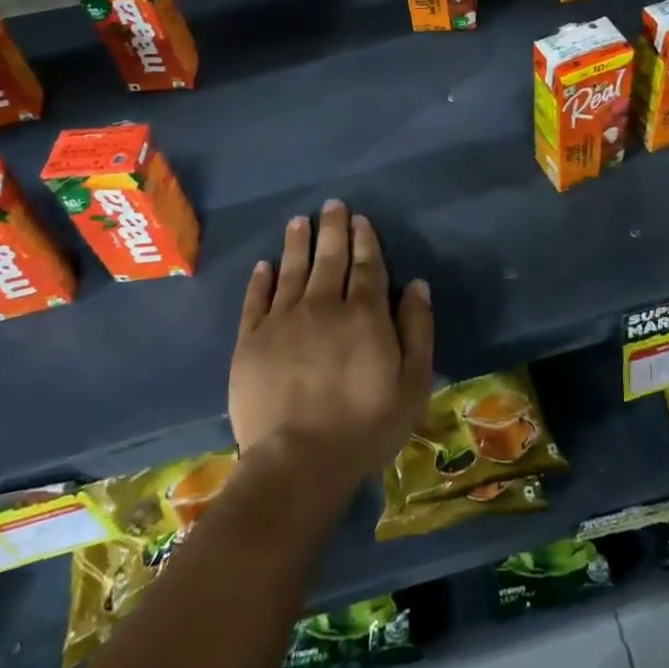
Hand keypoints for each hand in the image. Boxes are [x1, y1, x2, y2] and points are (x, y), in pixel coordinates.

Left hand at [229, 200, 433, 486]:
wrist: (297, 462)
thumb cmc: (365, 427)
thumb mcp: (412, 384)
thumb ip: (417, 330)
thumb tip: (417, 284)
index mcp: (364, 315)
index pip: (367, 266)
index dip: (365, 240)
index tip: (360, 219)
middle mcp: (323, 306)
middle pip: (329, 258)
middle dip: (333, 228)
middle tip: (332, 204)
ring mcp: (283, 321)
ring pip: (292, 270)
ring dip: (297, 243)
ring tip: (299, 221)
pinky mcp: (250, 341)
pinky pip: (256, 300)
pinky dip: (261, 279)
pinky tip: (265, 265)